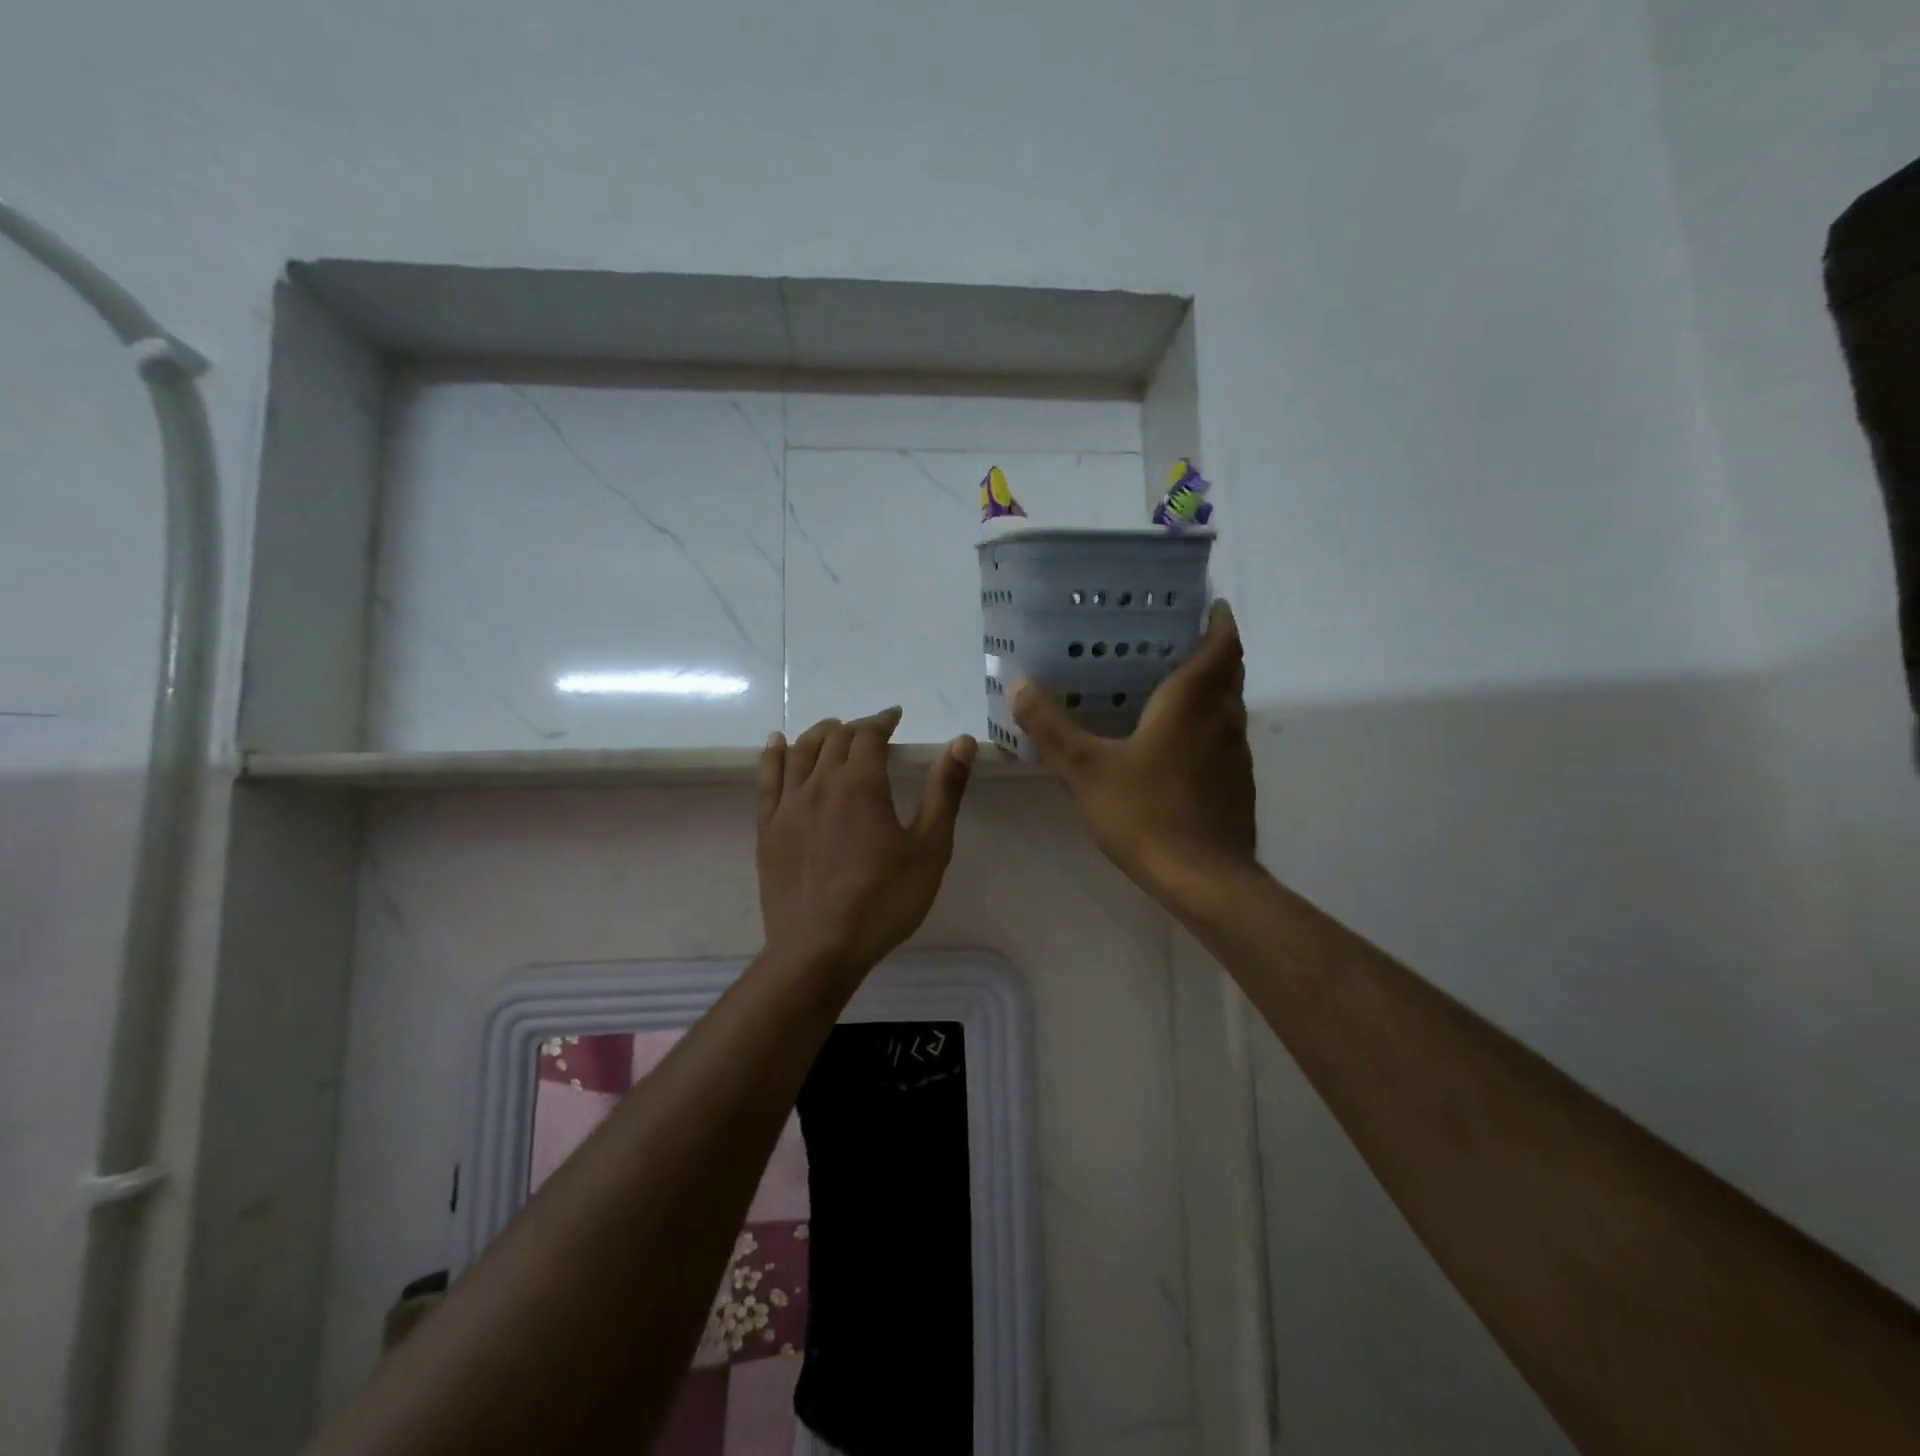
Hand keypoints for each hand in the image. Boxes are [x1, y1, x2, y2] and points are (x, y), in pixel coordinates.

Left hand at [757, 708, 976, 981]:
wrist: (819, 949)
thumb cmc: (883, 900)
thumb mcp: (929, 847)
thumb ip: (945, 790)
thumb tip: (962, 741)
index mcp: (860, 784)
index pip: (869, 734)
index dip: (883, 720)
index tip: (894, 717)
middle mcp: (820, 783)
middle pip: (834, 738)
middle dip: (855, 728)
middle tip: (871, 733)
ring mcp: (788, 805)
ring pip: (800, 751)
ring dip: (819, 734)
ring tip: (832, 730)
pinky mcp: (768, 829)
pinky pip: (767, 778)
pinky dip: (774, 754)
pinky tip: (777, 744)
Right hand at [1012, 600, 1255, 908]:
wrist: (1204, 879)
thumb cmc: (1145, 812)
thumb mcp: (1085, 769)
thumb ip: (1050, 727)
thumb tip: (1018, 685)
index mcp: (1192, 701)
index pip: (1222, 644)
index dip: (1218, 620)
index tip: (1206, 603)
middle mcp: (1222, 719)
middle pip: (1229, 672)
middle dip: (1212, 650)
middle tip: (1175, 640)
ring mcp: (1235, 755)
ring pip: (1228, 707)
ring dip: (1210, 690)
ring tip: (1170, 687)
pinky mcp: (1237, 785)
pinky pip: (1224, 739)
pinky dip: (1207, 726)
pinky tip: (1175, 745)